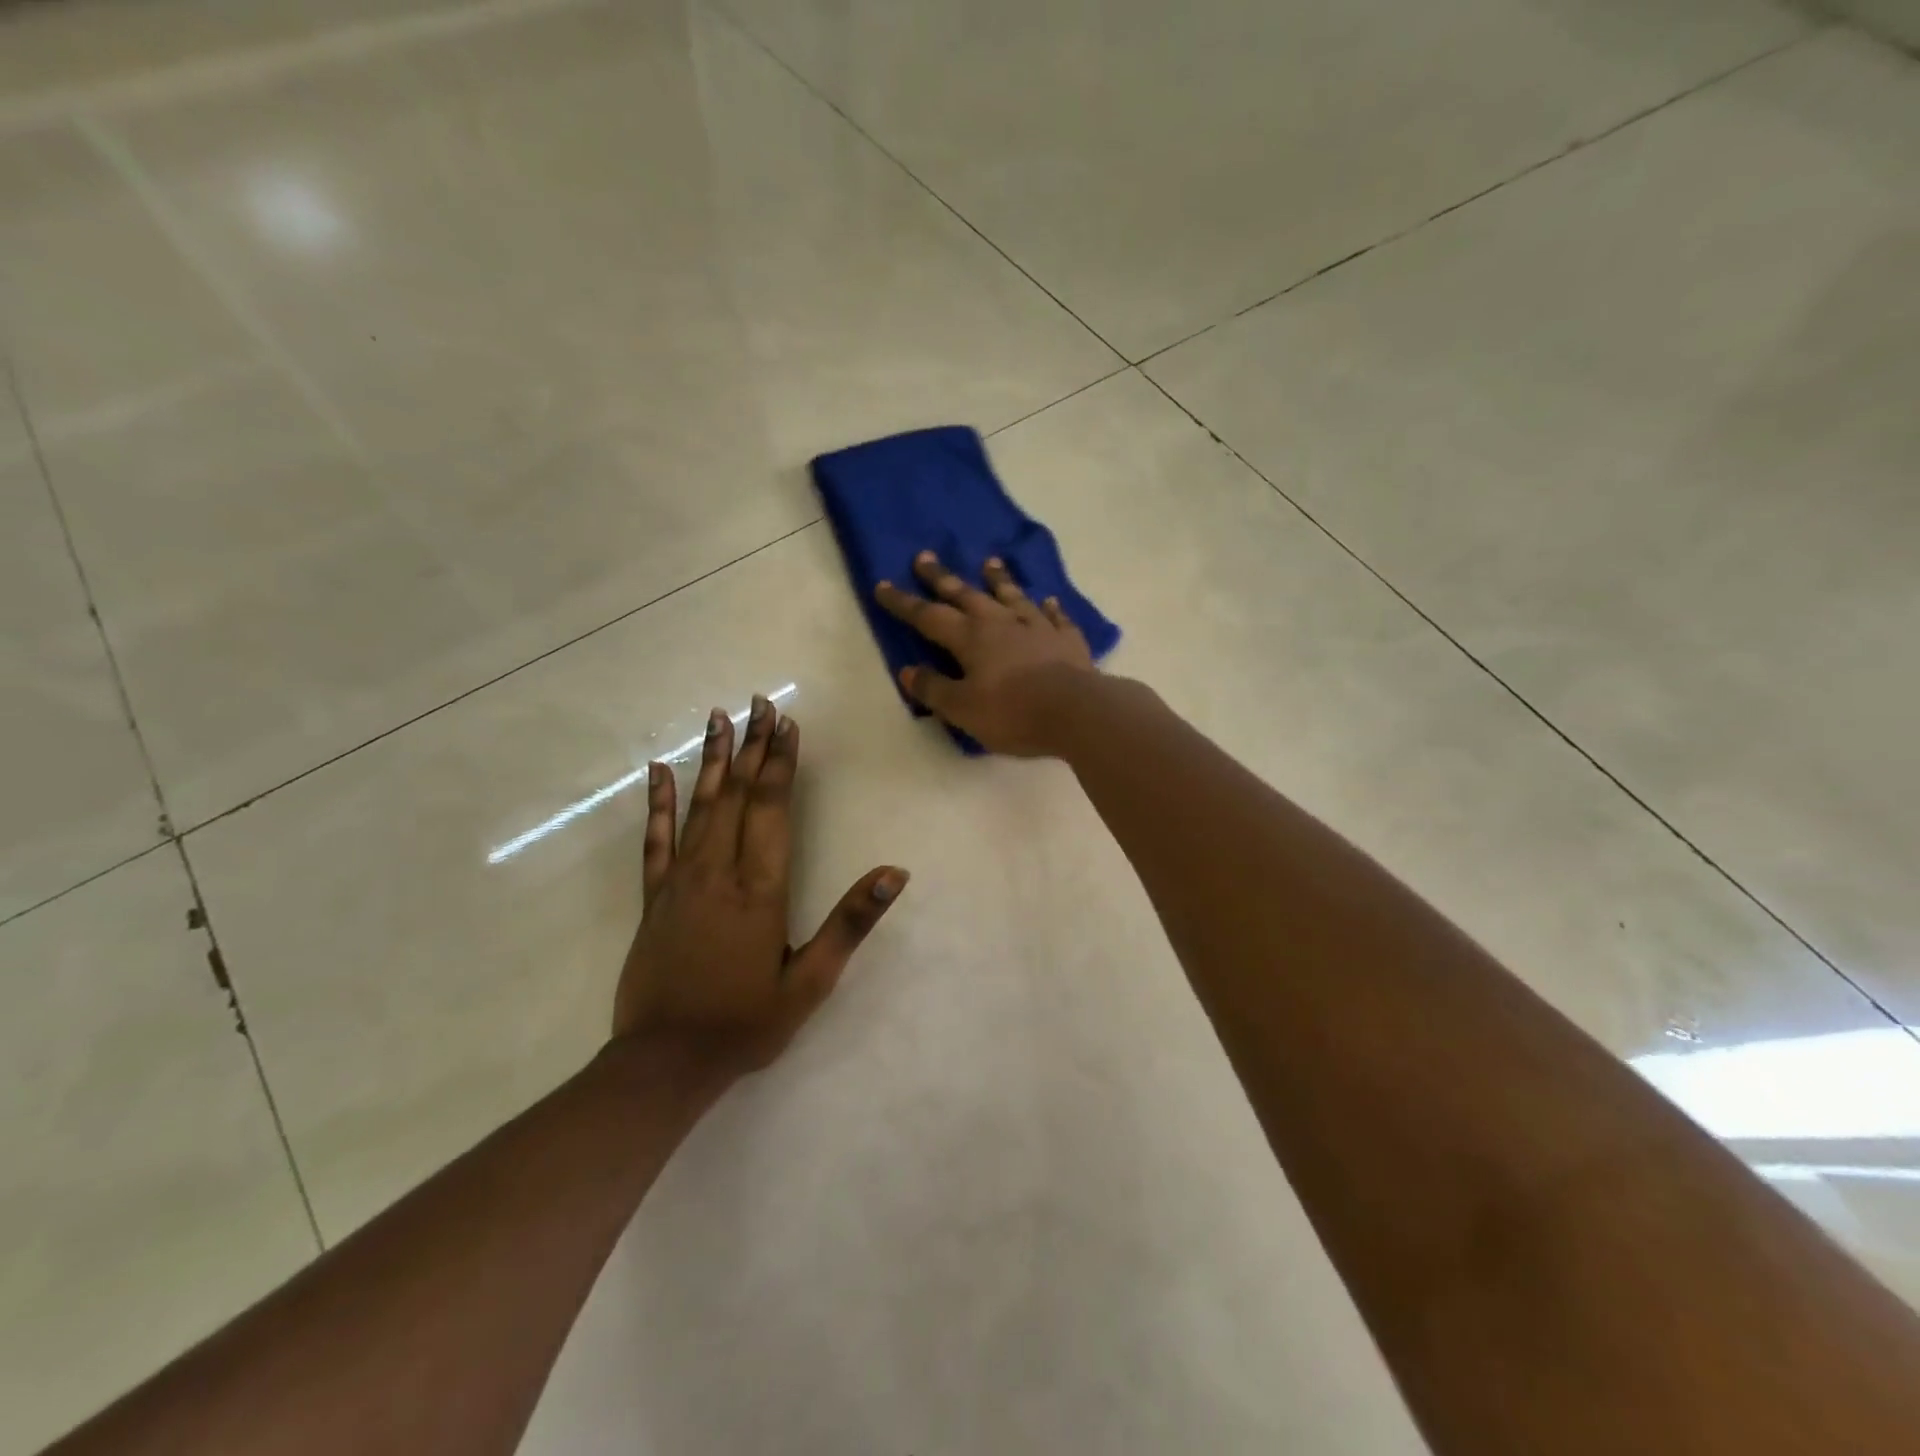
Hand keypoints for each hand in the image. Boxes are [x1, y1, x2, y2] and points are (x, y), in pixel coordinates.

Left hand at [613, 694, 907, 1075]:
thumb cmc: (747, 1021)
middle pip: (738, 795)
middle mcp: (719, 871)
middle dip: (753, 746)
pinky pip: (656, 840)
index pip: (772, 807)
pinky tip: (658, 771)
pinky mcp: (654, 898)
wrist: (666, 1062)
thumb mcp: (812, 980)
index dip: (781, 762)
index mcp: (760, 888)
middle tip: (759, 703)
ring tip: (720, 718)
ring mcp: (680, 881)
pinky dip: (658, 803)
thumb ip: (851, 922)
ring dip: (713, 760)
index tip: (786, 724)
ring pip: (700, 806)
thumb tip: (895, 873)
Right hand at [875, 550, 1096, 755]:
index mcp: (970, 638)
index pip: (928, 616)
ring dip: (999, 579)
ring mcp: (1037, 627)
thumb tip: (908, 671)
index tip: (882, 585)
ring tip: (990, 562)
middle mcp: (1000, 623)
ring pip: (1012, 596)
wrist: (1076, 711)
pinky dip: (1049, 608)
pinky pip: (1055, 617)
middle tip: (925, 557)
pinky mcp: (1066, 639)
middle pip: (966, 595)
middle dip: (942, 578)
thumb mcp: (963, 709)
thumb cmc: (1012, 713)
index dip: (903, 602)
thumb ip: (934, 689)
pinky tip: (1049, 602)